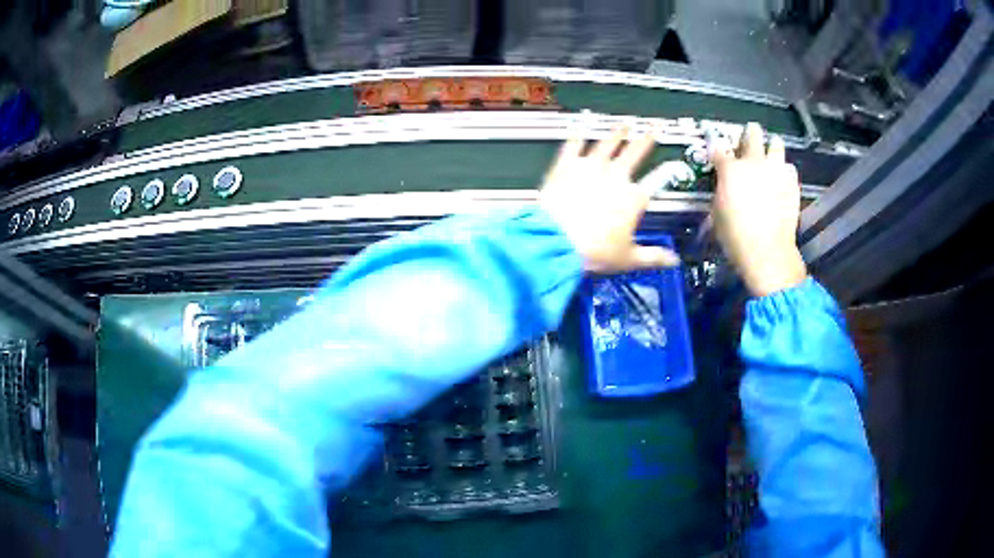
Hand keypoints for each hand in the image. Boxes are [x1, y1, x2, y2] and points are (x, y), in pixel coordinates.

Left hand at [540, 128, 680, 273]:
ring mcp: (590, 167)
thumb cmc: (593, 251)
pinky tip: (582, 121)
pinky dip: (579, 131)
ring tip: (624, 125)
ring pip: (607, 143)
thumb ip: (654, 257)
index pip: (655, 181)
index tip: (671, 166)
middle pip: (634, 152)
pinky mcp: (566, 165)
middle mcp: (615, 177)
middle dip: (646, 139)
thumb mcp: (629, 258)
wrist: (555, 242)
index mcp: (633, 198)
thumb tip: (672, 261)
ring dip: (618, 133)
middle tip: (653, 128)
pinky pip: (574, 143)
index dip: (665, 173)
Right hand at [712, 123, 806, 296]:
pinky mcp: (792, 184)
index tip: (716, 152)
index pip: (718, 149)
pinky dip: (784, 172)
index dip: (715, 149)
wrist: (767, 252)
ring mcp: (776, 172)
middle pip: (752, 134)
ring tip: (770, 157)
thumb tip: (725, 186)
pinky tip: (782, 181)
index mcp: (730, 169)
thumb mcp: (717, 213)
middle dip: (749, 134)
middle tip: (748, 139)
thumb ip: (721, 191)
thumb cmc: (735, 237)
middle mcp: (754, 163)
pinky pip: (789, 169)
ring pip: (776, 144)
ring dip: (772, 148)